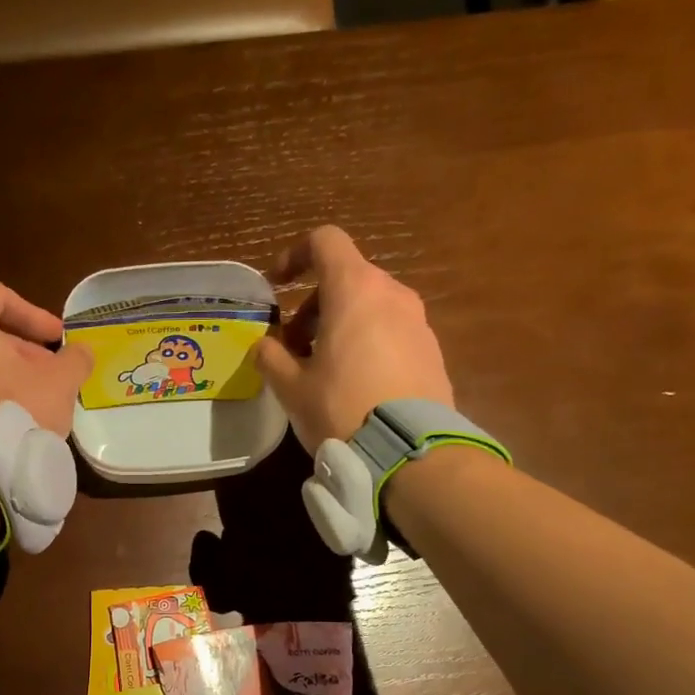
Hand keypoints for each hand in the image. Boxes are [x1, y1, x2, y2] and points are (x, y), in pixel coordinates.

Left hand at [0, 282, 92, 435]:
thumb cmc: (14, 407)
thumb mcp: (59, 382)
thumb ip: (74, 359)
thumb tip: (82, 352)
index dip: (34, 314)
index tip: (58, 338)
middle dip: (23, 350)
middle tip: (52, 372)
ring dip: (7, 374)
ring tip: (37, 397)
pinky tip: (14, 417)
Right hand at [253, 227, 454, 451]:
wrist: (408, 452)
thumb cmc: (341, 409)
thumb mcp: (292, 388)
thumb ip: (271, 358)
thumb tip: (263, 346)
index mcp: (355, 290)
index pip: (325, 242)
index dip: (295, 255)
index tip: (278, 285)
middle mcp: (392, 294)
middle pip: (346, 279)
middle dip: (314, 306)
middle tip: (294, 347)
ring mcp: (418, 322)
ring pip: (370, 307)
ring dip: (340, 326)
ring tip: (323, 370)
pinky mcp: (432, 351)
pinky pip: (392, 332)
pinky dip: (367, 343)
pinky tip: (356, 385)